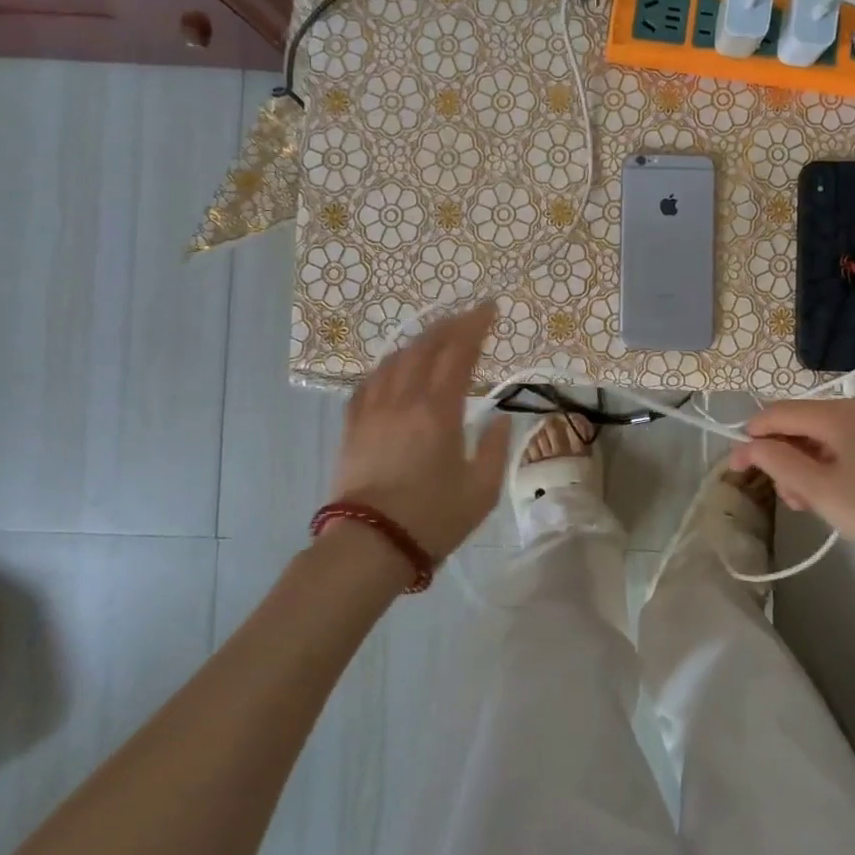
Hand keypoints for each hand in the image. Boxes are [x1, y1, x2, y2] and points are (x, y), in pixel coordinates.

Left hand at [330, 303, 511, 561]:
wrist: (369, 546)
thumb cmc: (432, 520)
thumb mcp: (482, 491)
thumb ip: (495, 449)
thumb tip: (501, 420)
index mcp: (438, 411)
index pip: (458, 353)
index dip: (475, 326)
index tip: (489, 308)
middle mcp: (404, 400)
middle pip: (425, 347)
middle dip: (449, 325)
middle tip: (468, 315)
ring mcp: (374, 410)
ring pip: (395, 359)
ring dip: (419, 341)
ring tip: (436, 337)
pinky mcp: (353, 426)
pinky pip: (369, 382)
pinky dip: (388, 366)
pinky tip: (394, 367)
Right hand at [729, 399, 854, 585]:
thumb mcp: (821, 490)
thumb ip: (778, 463)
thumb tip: (748, 445)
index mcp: (834, 414)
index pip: (775, 413)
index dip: (749, 438)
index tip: (734, 470)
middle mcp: (851, 411)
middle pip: (796, 424)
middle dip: (779, 456)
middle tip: (783, 497)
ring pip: (817, 440)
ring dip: (801, 468)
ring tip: (806, 505)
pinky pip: (839, 450)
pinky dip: (824, 470)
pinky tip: (829, 499)